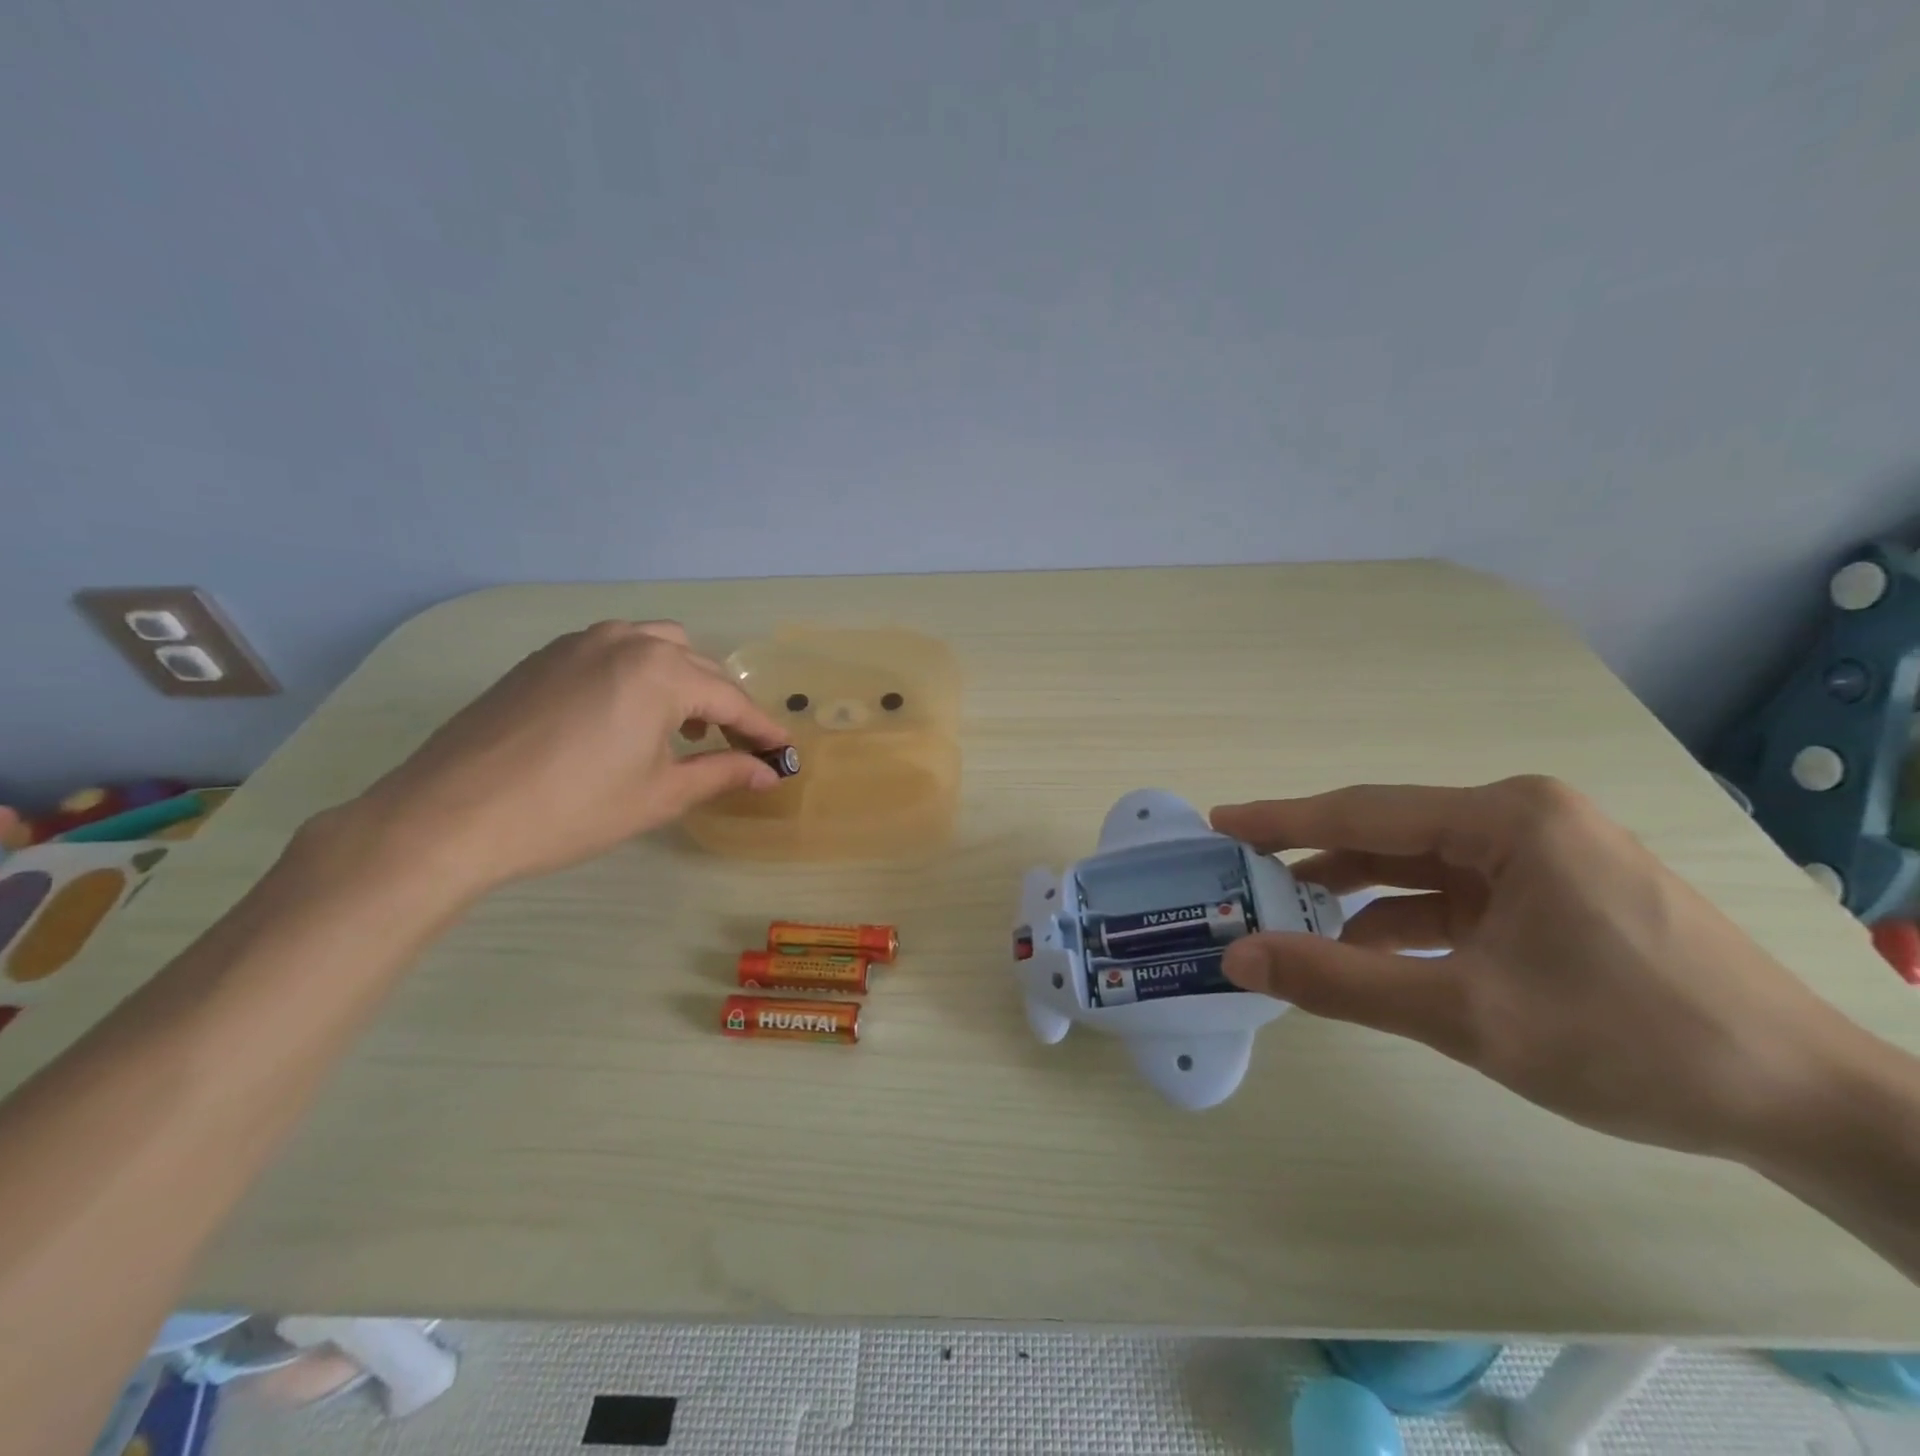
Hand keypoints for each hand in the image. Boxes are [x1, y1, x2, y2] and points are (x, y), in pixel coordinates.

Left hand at [346, 621, 788, 894]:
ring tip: (682, 729)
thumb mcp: (658, 796)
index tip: (784, 751)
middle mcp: (624, 641)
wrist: (450, 816)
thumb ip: (721, 775)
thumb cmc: (570, 810)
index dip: (762, 729)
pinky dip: (639, 676)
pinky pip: (613, 652)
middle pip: (697, 667)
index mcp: (660, 672)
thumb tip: (768, 774)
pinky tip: (627, 718)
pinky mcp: (543, 657)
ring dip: (683, 682)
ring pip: (655, 647)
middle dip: (724, 706)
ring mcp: (578, 643)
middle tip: (735, 749)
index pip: (730, 700)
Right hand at [1210, 776, 1863, 1158]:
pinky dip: (1407, 922)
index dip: (1282, 820)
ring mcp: (1547, 857)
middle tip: (1244, 877)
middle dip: (1315, 860)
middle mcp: (1525, 819)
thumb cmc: (1632, 1044)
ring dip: (1358, 895)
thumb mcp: (1465, 1014)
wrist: (1811, 1109)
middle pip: (1391, 835)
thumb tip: (1237, 957)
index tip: (1219, 821)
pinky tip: (1368, 952)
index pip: (1364, 811)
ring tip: (1289, 920)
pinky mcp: (1560, 895)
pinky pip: (1458, 897)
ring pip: (1422, 868)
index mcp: (1508, 819)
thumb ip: (1339, 980)